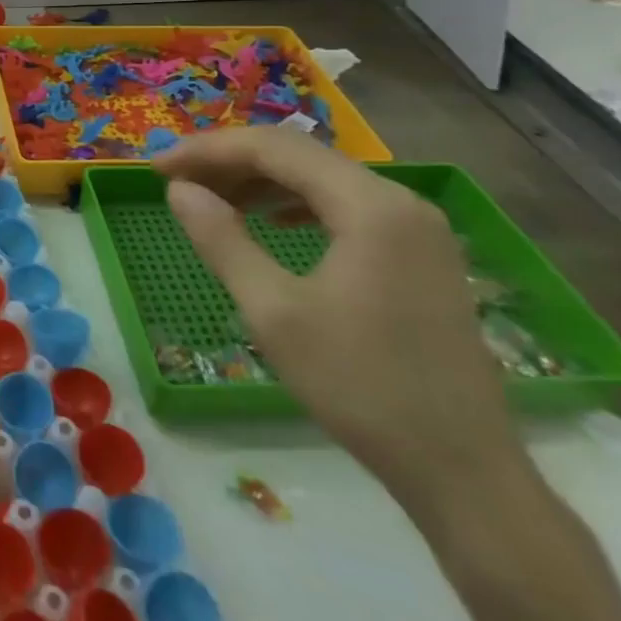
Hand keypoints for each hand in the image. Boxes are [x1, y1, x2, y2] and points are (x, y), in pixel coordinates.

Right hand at [153, 128, 522, 502]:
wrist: (463, 472)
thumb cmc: (360, 386)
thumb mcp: (273, 312)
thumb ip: (221, 239)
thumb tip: (179, 190)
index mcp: (370, 206)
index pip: (274, 148)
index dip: (207, 150)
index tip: (156, 166)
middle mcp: (400, 201)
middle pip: (299, 156)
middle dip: (231, 161)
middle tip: (176, 180)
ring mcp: (417, 228)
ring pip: (322, 179)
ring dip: (261, 182)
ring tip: (211, 199)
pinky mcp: (420, 255)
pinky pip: (345, 207)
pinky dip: (296, 205)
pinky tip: (271, 222)